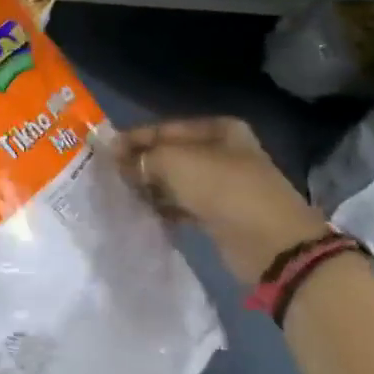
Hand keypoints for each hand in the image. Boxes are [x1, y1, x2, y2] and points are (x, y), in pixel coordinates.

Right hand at [116, 117, 330, 283]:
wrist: (270, 244)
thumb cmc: (224, 190)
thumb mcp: (177, 162)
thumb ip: (143, 157)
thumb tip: (116, 157)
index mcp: (219, 130)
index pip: (165, 128)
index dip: (134, 138)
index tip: (103, 151)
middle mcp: (222, 152)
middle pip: (170, 154)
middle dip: (141, 164)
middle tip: (108, 175)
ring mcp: (223, 184)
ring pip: (175, 180)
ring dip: (150, 187)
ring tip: (121, 194)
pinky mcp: (219, 213)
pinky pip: (182, 204)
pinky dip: (163, 207)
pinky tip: (142, 212)